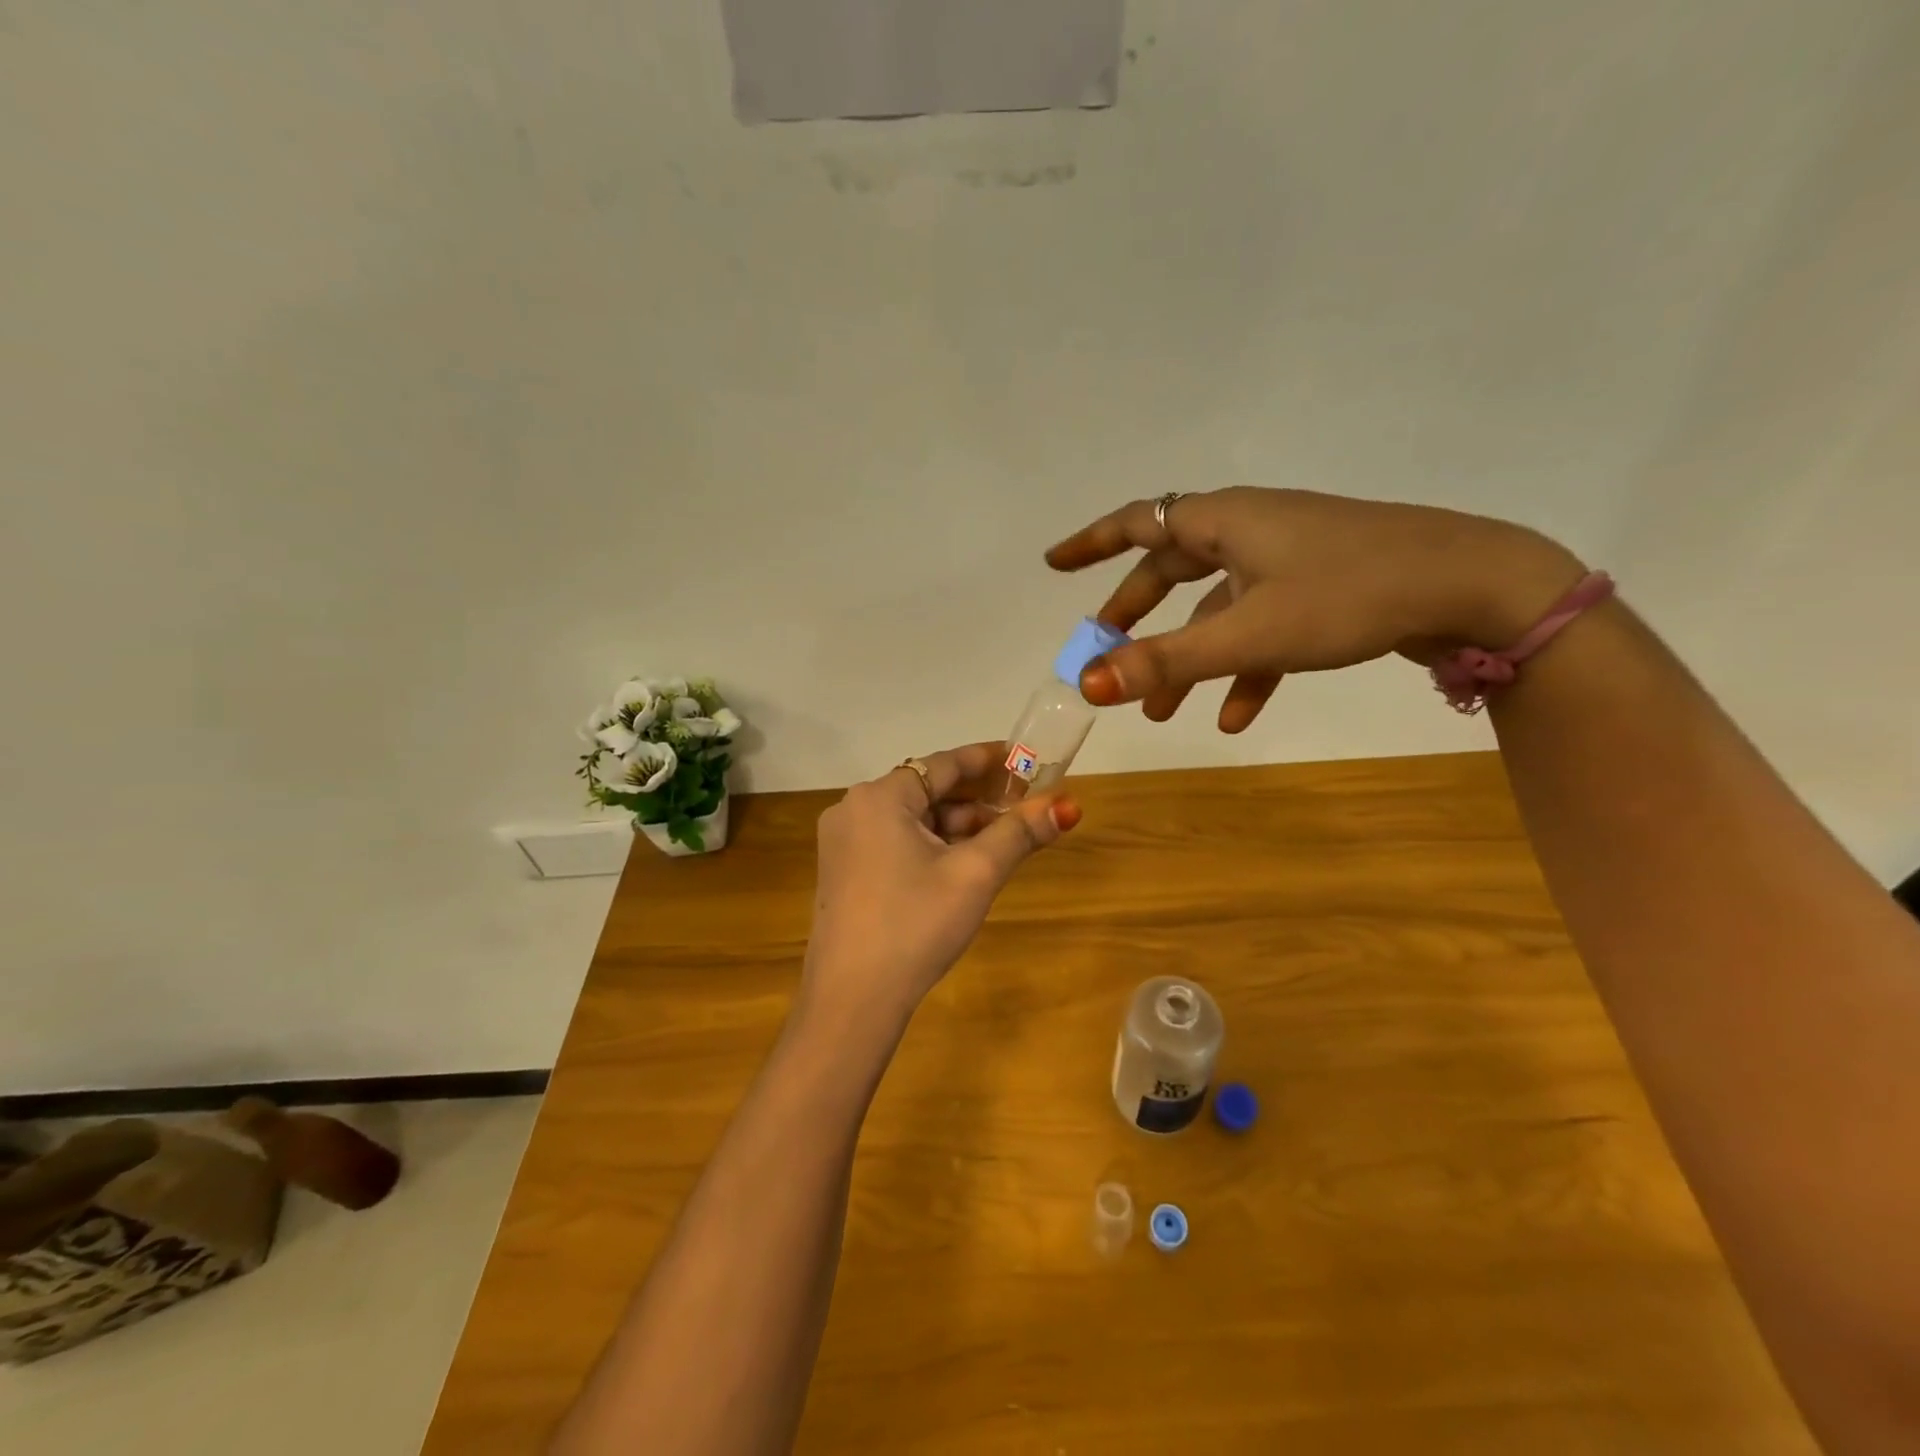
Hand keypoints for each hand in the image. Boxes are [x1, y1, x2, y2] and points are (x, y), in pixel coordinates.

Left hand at [801, 743, 1080, 1030]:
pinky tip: (964, 863)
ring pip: (913, 819)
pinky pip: (896, 842)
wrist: (852, 1000)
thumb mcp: (975, 875)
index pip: (944, 764)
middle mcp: (854, 809)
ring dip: (957, 825)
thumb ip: (1019, 833)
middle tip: (1023, 804)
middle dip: (977, 798)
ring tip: (1003, 838)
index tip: (1024, 758)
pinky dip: (932, 845)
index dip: (988, 759)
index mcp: (879, 797)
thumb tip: (1067, 805)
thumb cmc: (916, 924)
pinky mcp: (844, 872)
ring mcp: (844, 842)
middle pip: (927, 790)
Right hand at [1046, 487, 1584, 730]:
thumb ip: (1166, 662)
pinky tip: (1235, 718)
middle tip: (1104, 650)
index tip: (1053, 564)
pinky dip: (1241, 669)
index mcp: (1224, 521)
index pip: (1136, 522)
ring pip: (1215, 607)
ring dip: (1186, 656)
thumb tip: (1087, 684)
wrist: (1474, 587)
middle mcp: (1250, 530)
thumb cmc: (1349, 595)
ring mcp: (1287, 559)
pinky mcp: (1318, 589)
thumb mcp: (1248, 634)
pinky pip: (1261, 627)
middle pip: (1171, 569)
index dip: (1090, 544)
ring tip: (1160, 711)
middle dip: (1135, 617)